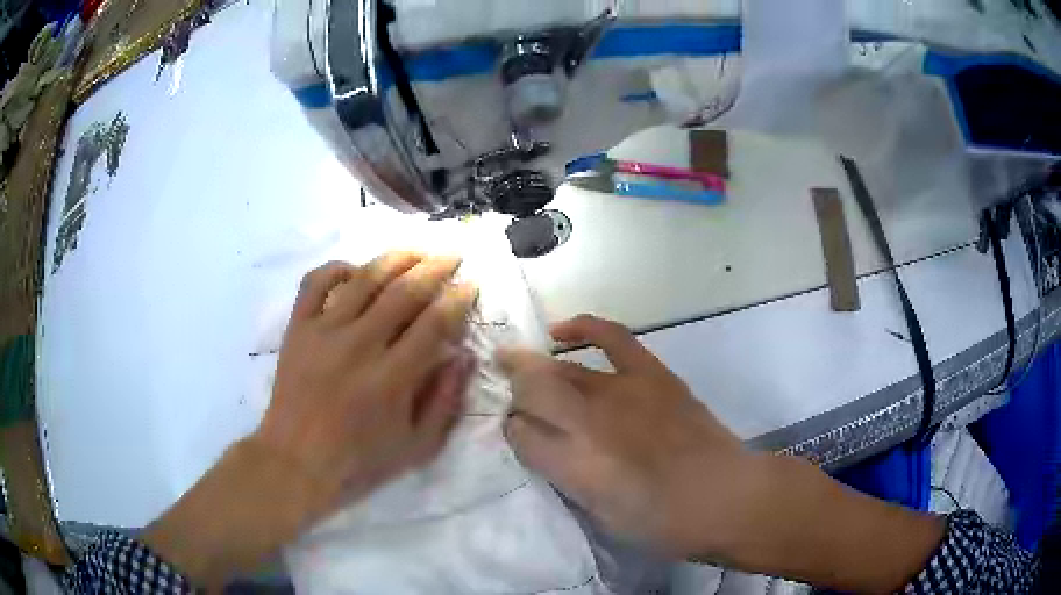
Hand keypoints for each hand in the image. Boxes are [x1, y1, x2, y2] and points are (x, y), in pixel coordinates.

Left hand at [255, 253, 478, 517]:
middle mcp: (359, 345)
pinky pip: (316, 282)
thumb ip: (445, 402)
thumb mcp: (417, 447)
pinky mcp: (298, 328)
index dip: (457, 299)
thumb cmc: (359, 460)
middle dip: (435, 268)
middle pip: (404, 292)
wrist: (296, 460)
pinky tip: (356, 269)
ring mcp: (324, 332)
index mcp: (392, 378)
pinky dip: (337, 267)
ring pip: (364, 278)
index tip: (470, 285)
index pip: (434, 323)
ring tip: (417, 250)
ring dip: (395, 258)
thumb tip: (464, 356)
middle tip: (453, 255)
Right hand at [500, 315, 945, 592]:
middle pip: (533, 394)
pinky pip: (611, 337)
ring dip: (534, 367)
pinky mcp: (651, 374)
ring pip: (561, 371)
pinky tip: (561, 329)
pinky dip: (583, 327)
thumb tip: (535, 443)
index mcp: (576, 466)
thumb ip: (563, 476)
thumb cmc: (662, 522)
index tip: (512, 432)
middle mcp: (591, 423)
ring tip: (515, 361)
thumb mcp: (601, 514)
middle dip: (512, 390)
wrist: (726, 498)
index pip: (520, 435)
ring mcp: (622, 392)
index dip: (511, 431)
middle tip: (501, 389)